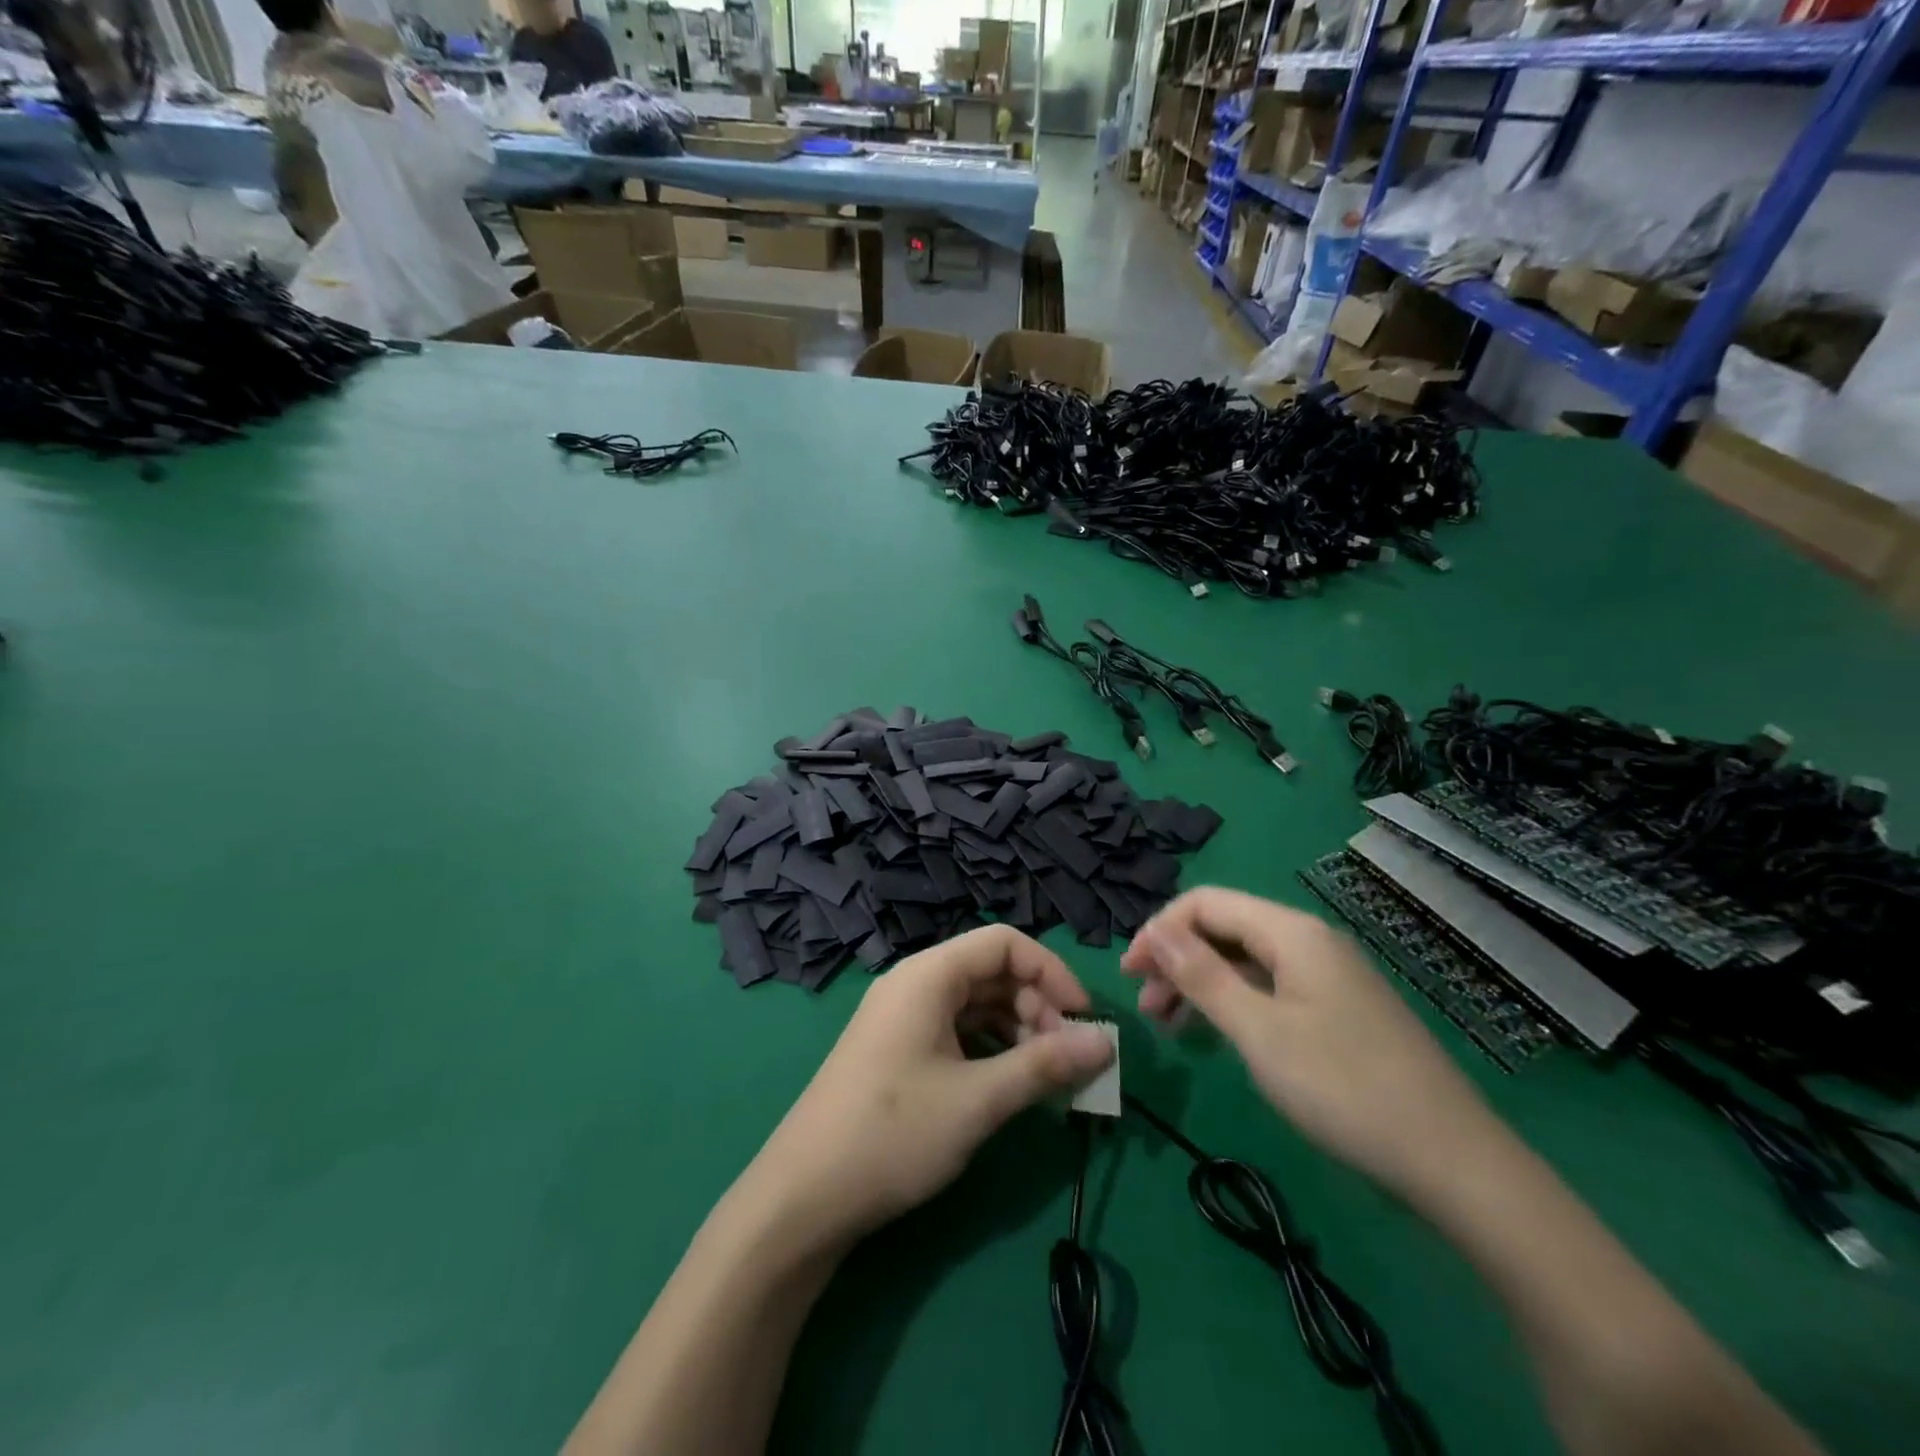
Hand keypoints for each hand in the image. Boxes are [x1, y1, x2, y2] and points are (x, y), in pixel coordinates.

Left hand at [745, 925, 1114, 1249]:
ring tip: (1043, 1080)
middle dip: (1036, 1008)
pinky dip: (990, 1051)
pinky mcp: (898, 1051)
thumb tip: (1105, 1044)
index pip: (1004, 943)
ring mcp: (902, 1018)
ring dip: (1017, 1033)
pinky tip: (1008, 1087)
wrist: (803, 1197)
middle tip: (1065, 1060)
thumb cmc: (893, 1134)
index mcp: (928, 975)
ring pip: (976, 1005)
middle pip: (991, 972)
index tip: (1082, 1019)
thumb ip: (1044, 1066)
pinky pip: (956, 1032)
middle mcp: (914, 985)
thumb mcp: (978, 1100)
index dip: (1050, 972)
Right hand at [1121, 887, 1503, 1204]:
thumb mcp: (1258, 1031)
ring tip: (1170, 1027)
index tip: (1129, 974)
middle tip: (1147, 1008)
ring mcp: (1328, 977)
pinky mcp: (1338, 1011)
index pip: (1205, 903)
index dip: (1159, 931)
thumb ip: (1201, 975)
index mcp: (1291, 932)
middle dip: (1177, 959)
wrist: (1453, 1163)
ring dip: (1201, 984)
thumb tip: (1154, 930)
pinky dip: (1234, 1003)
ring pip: (1246, 961)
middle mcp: (1309, 941)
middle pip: (1225, 929)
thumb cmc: (1343, 1088)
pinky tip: (1219, 1035)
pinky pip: (1270, 989)